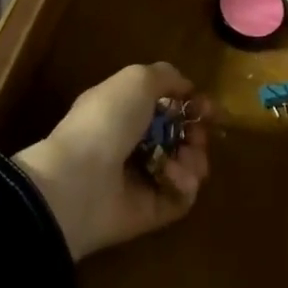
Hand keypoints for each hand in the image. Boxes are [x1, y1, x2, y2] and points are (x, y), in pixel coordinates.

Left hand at [13, 63, 210, 261]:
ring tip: (186, 159)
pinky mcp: (150, 212)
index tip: (208, 107)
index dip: (190, 104)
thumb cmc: (107, 121)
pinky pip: (180, 197)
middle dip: (197, 134)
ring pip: (185, 166)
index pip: (166, 106)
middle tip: (198, 136)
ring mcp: (141, 179)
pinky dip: (184, 185)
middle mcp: (133, 143)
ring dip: (195, 159)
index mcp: (124, 110)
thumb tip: (187, 87)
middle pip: (180, 137)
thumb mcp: (136, 80)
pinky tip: (173, 177)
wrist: (79, 182)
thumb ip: (166, 76)